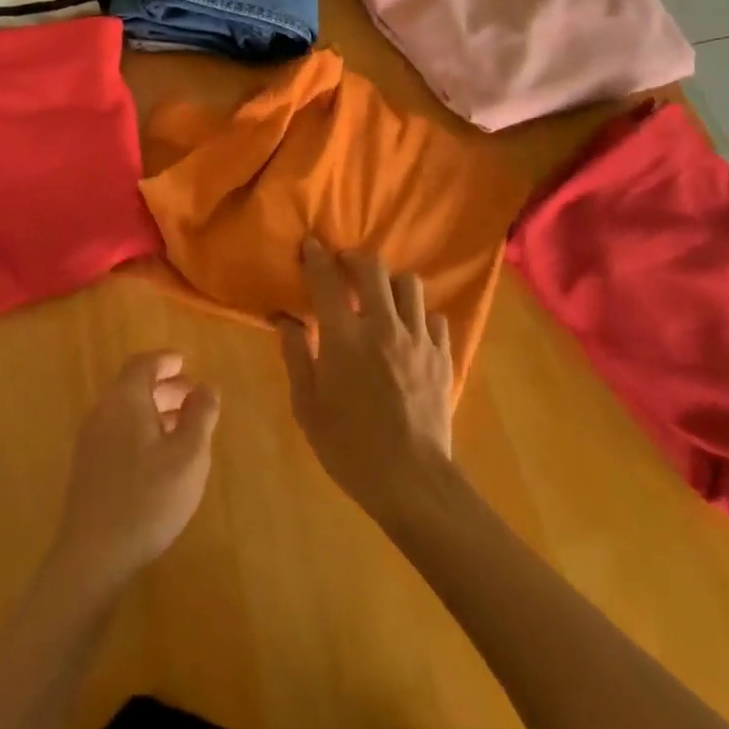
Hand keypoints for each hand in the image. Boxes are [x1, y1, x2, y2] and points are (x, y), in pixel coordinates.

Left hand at [50, 352, 219, 594]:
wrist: (93, 556)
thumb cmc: (147, 498)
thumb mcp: (188, 456)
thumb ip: (200, 416)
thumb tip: (207, 386)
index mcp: (125, 399)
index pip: (143, 364)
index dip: (166, 360)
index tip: (186, 362)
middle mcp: (103, 411)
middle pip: (133, 386)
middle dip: (164, 386)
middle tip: (193, 396)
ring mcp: (91, 440)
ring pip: (126, 410)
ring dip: (154, 410)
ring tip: (183, 427)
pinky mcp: (88, 468)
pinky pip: (118, 432)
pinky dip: (141, 430)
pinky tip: (159, 457)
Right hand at [276, 240, 454, 520]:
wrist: (413, 483)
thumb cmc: (350, 447)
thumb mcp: (307, 406)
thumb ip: (296, 355)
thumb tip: (285, 320)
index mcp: (344, 337)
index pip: (326, 280)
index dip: (316, 257)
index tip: (310, 245)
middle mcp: (383, 325)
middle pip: (373, 268)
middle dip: (355, 259)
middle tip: (344, 266)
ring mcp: (417, 339)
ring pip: (409, 284)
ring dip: (391, 284)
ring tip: (381, 299)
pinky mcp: (442, 356)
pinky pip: (434, 317)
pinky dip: (419, 316)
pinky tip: (409, 332)